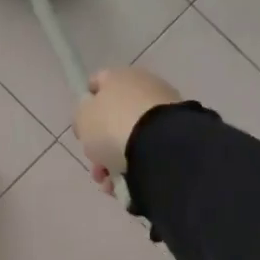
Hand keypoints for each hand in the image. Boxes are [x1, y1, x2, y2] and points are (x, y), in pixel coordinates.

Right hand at [75, 67, 180, 194]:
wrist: (160, 144)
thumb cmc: (113, 125)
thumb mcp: (83, 118)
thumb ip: (82, 114)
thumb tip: (90, 116)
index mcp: (119, 76)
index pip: (97, 83)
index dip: (86, 105)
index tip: (81, 129)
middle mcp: (144, 86)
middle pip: (114, 116)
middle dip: (101, 143)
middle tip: (96, 166)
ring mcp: (164, 109)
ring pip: (131, 137)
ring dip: (117, 159)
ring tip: (110, 183)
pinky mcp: (178, 132)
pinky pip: (149, 150)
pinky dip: (137, 165)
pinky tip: (127, 183)